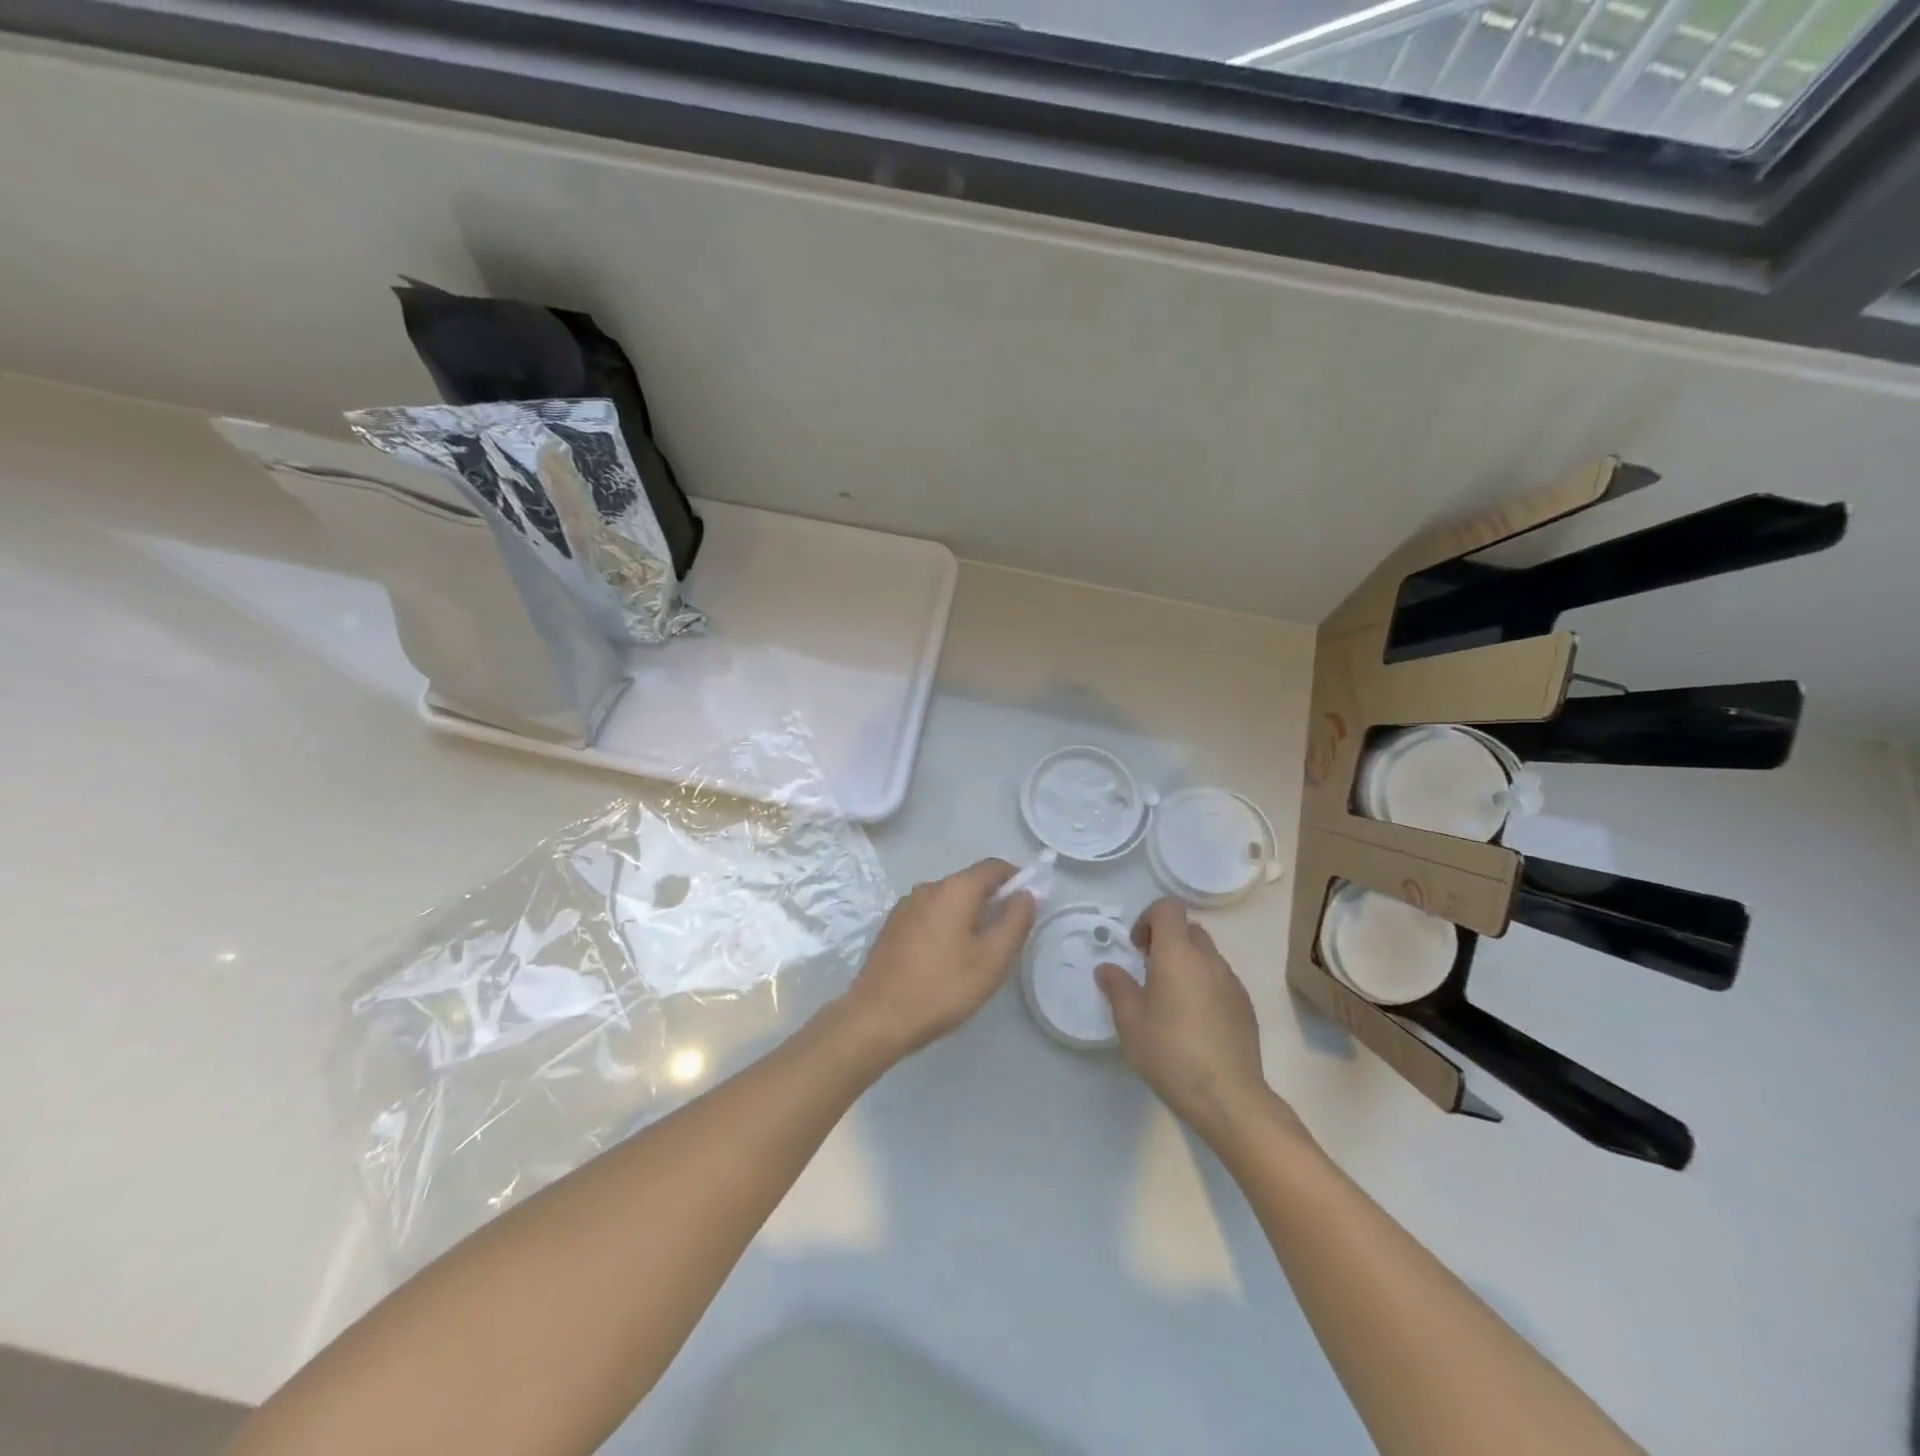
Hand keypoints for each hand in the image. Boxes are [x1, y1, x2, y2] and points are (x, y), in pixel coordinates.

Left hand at [841, 859, 1036, 1062]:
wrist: (878, 1017)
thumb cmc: (942, 987)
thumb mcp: (992, 959)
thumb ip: (1015, 921)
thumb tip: (1025, 894)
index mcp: (954, 889)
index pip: (993, 867)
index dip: (1015, 878)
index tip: (1026, 904)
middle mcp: (927, 888)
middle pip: (968, 883)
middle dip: (990, 902)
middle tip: (1003, 939)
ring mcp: (905, 906)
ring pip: (947, 901)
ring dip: (965, 917)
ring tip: (974, 954)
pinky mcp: (891, 926)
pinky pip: (928, 916)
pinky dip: (943, 927)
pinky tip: (943, 960)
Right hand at [1097, 898, 1301, 1146]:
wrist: (1227, 1097)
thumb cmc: (1170, 1053)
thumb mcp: (1130, 1022)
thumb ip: (1117, 987)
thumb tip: (1107, 969)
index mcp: (1177, 954)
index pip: (1168, 907)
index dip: (1148, 918)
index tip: (1137, 948)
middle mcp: (1209, 959)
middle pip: (1188, 928)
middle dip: (1166, 940)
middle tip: (1148, 971)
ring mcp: (1232, 982)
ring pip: (1206, 955)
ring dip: (1186, 963)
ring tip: (1170, 1000)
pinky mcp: (1245, 1006)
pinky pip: (1220, 979)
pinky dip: (1204, 985)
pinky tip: (1193, 1022)